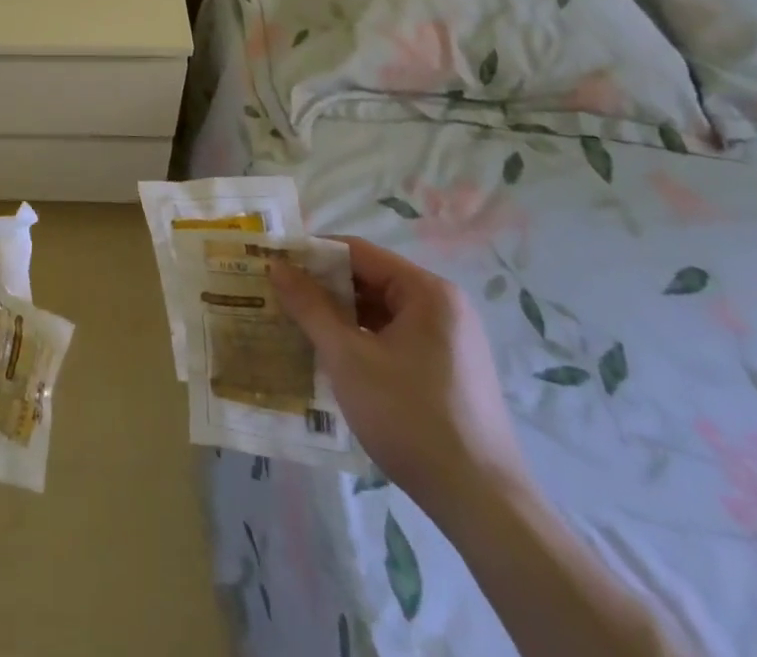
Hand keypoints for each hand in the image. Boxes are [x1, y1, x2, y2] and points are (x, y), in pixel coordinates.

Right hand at [270, 238, 529, 516]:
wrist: (482, 505)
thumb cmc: (411, 418)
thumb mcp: (348, 358)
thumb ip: (310, 307)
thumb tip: (277, 266)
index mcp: (427, 292)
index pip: (357, 252)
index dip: (311, 255)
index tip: (273, 265)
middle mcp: (443, 307)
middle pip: (370, 280)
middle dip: (323, 288)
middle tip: (277, 296)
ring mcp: (449, 341)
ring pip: (380, 312)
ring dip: (339, 317)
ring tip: (295, 325)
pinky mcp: (448, 372)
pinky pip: (394, 339)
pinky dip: (361, 341)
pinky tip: (331, 358)